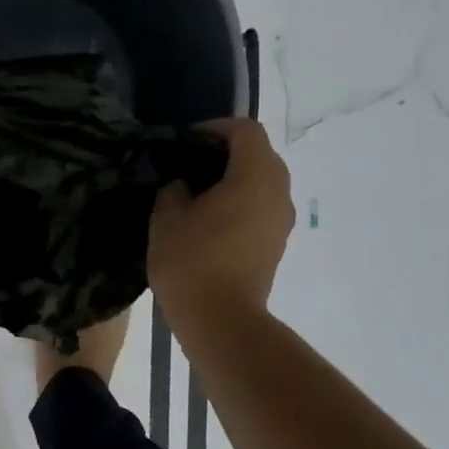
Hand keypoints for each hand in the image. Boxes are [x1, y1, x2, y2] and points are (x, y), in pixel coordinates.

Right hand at [147, 117, 294, 327]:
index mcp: (254, 177)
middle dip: (226, 151)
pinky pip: (262, 206)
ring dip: (235, 177)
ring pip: (264, 181)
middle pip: (260, 153)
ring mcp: (282, 220)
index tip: (186, 141)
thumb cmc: (191, 262)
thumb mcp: (167, 218)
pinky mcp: (277, 243)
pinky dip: (241, 201)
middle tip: (190, 163)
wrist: (221, 321)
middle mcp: (278, 192)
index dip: (215, 127)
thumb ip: (174, 189)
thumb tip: (183, 185)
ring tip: (197, 192)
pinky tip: (210, 219)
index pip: (245, 131)